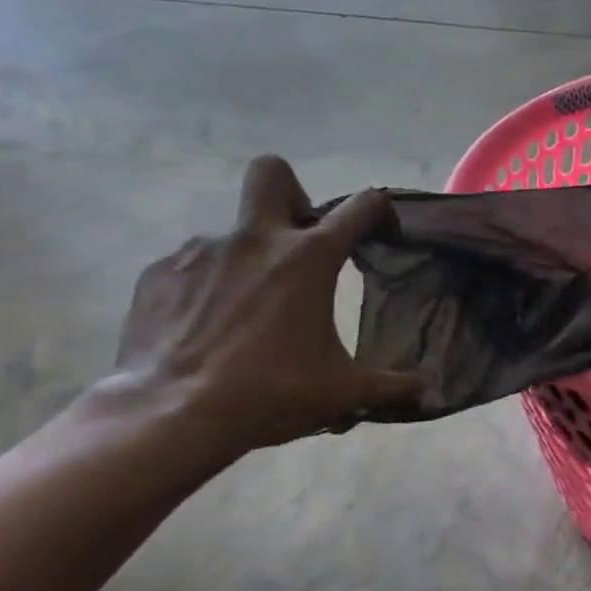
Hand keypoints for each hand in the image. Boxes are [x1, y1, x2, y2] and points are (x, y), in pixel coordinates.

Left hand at [106, 157, 420, 455]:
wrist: (168, 417)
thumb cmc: (269, 393)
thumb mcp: (341, 392)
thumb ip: (392, 386)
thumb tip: (432, 395)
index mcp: (309, 258)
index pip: (361, 206)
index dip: (380, 211)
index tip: (382, 233)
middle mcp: (256, 239)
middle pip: (273, 173)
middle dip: (292, 195)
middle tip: (298, 241)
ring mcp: (201, 251)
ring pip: (232, 230)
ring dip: (249, 257)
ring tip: (247, 309)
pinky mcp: (158, 273)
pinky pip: (192, 264)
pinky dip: (206, 284)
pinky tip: (205, 325)